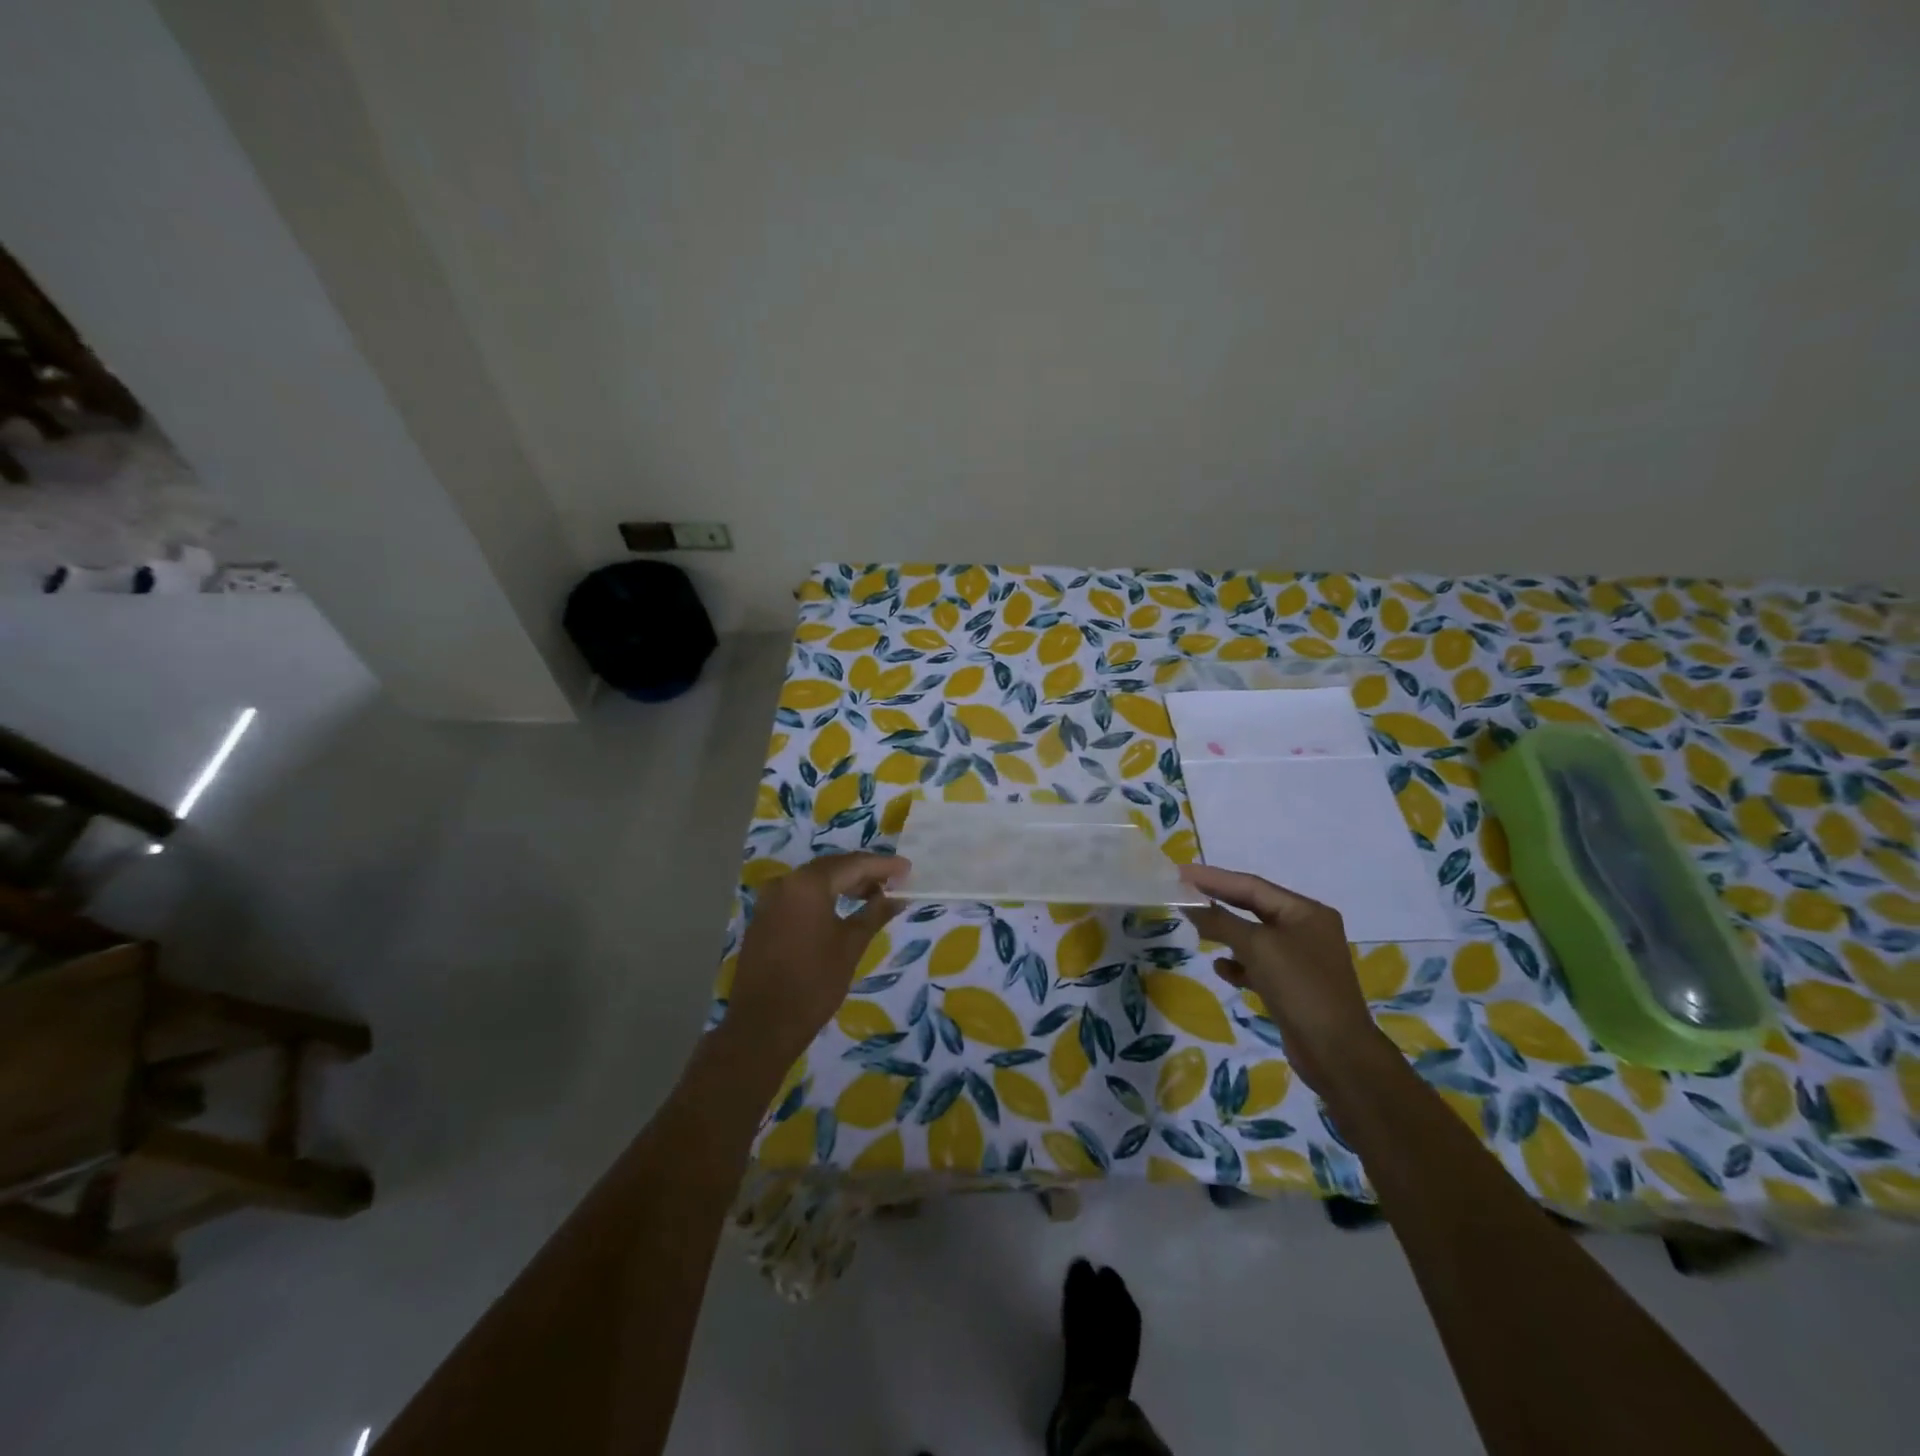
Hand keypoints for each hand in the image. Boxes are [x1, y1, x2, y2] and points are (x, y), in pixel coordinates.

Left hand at [725, 852, 909, 1067]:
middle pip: (832, 867)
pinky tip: (842, 908)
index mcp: (808, 884)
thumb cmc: (814, 983)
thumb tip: (897, 897)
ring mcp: (770, 900)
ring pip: (814, 881)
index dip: (883, 865)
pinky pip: (799, 895)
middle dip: (864, 872)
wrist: (763, 1025)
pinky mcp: (764, 917)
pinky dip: (824, 896)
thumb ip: (875, 914)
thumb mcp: (851, 946)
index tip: (907, 868)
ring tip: (873, 895)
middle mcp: (786, 882)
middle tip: (894, 880)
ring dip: (844, 884)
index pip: (853, 864)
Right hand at [1179, 864, 1389, 1094]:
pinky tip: (1221, 968)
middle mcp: (1306, 929)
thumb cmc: (1300, 988)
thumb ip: (1221, 921)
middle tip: (1183, 893)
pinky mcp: (1293, 986)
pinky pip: (1259, 965)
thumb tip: (1188, 902)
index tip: (1181, 872)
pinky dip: (1239, 963)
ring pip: (1254, 937)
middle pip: (1253, 907)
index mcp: (1306, 912)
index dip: (1214, 878)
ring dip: (1226, 933)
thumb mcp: (1257, 947)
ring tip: (1197, 929)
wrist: (1337, 1053)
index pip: (1252, 885)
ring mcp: (1301, 959)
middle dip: (1218, 902)